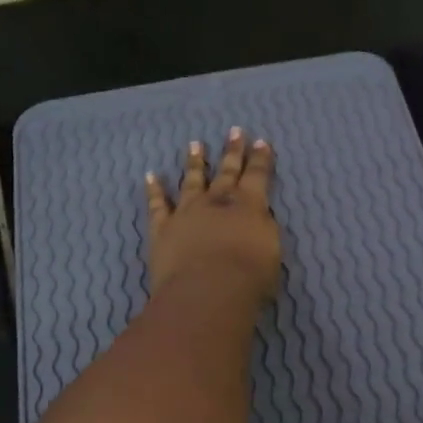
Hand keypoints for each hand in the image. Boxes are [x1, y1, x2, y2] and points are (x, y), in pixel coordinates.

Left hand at [145, 128, 280, 302]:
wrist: (208, 291)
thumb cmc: (249, 277)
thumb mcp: (271, 251)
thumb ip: (263, 230)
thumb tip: (256, 220)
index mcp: (249, 205)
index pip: (258, 175)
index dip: (260, 158)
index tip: (261, 141)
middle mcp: (217, 201)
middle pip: (226, 171)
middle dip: (232, 151)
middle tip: (233, 131)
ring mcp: (187, 212)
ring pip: (192, 181)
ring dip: (195, 162)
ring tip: (195, 144)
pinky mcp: (163, 228)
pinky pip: (158, 205)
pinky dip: (154, 190)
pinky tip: (151, 176)